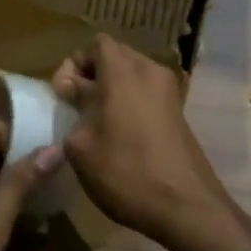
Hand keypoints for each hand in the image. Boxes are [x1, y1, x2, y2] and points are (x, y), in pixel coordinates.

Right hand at [53, 35, 250, 250]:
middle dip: (91, 75)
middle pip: (115, 55)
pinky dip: (129, 102)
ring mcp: (169, 92)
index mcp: (123, 71)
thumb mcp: (82, 146)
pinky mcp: (178, 112)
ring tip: (95, 122)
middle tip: (75, 106)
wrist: (186, 207)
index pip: (96, 44)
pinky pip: (146, 93)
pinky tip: (118, 134)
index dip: (74, 63)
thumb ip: (74, 109)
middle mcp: (149, 71)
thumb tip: (74, 93)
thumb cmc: (126, 172)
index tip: (64, 94)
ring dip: (111, 90)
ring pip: (132, 75)